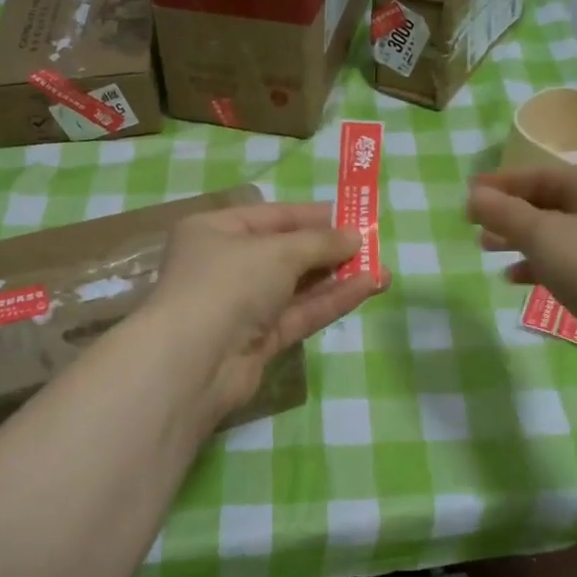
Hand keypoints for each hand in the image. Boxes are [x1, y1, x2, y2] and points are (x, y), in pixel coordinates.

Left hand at [145, 202, 383, 421]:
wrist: (194, 362)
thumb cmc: (228, 283)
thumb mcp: (278, 251)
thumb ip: (320, 243)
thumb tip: (355, 237)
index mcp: (215, 231)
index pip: (271, 216)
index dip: (312, 216)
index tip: (352, 215)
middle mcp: (226, 266)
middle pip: (286, 252)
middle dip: (330, 249)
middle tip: (372, 245)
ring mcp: (243, 306)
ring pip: (297, 286)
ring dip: (338, 277)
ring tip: (382, 269)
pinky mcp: (259, 341)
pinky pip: (300, 313)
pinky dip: (331, 301)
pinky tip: (367, 289)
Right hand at [466, 165, 576, 384]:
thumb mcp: (542, 234)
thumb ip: (504, 213)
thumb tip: (473, 196)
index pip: (541, 175)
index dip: (502, 183)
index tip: (468, 194)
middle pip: (549, 204)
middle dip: (509, 213)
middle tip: (474, 225)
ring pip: (555, 236)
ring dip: (519, 240)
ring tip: (485, 249)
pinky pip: (565, 264)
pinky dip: (538, 267)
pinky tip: (514, 279)